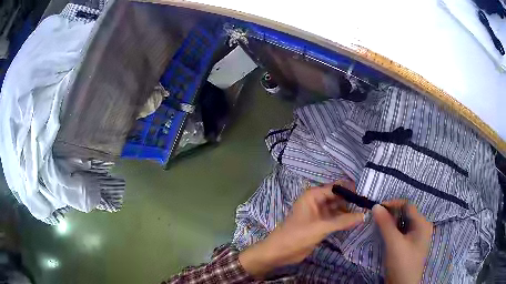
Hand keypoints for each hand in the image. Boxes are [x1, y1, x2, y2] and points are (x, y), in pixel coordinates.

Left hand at [239, 180, 363, 277]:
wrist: (280, 252)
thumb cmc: (297, 235)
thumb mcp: (321, 227)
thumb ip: (343, 221)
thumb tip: (364, 215)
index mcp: (313, 195)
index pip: (336, 187)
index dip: (351, 189)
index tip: (367, 193)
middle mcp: (317, 201)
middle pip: (338, 197)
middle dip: (352, 200)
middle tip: (369, 204)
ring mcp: (319, 213)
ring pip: (338, 208)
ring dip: (349, 211)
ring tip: (367, 212)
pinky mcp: (321, 224)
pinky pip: (335, 219)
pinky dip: (344, 220)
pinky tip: (357, 221)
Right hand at [372, 201, 432, 283]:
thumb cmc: (402, 263)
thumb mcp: (394, 243)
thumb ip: (385, 224)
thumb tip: (376, 206)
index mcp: (422, 223)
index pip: (408, 205)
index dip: (393, 204)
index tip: (377, 209)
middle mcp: (422, 227)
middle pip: (406, 214)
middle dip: (391, 214)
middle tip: (377, 218)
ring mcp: (417, 237)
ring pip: (403, 223)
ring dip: (391, 223)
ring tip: (379, 226)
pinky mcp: (410, 245)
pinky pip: (402, 232)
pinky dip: (393, 231)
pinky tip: (385, 234)